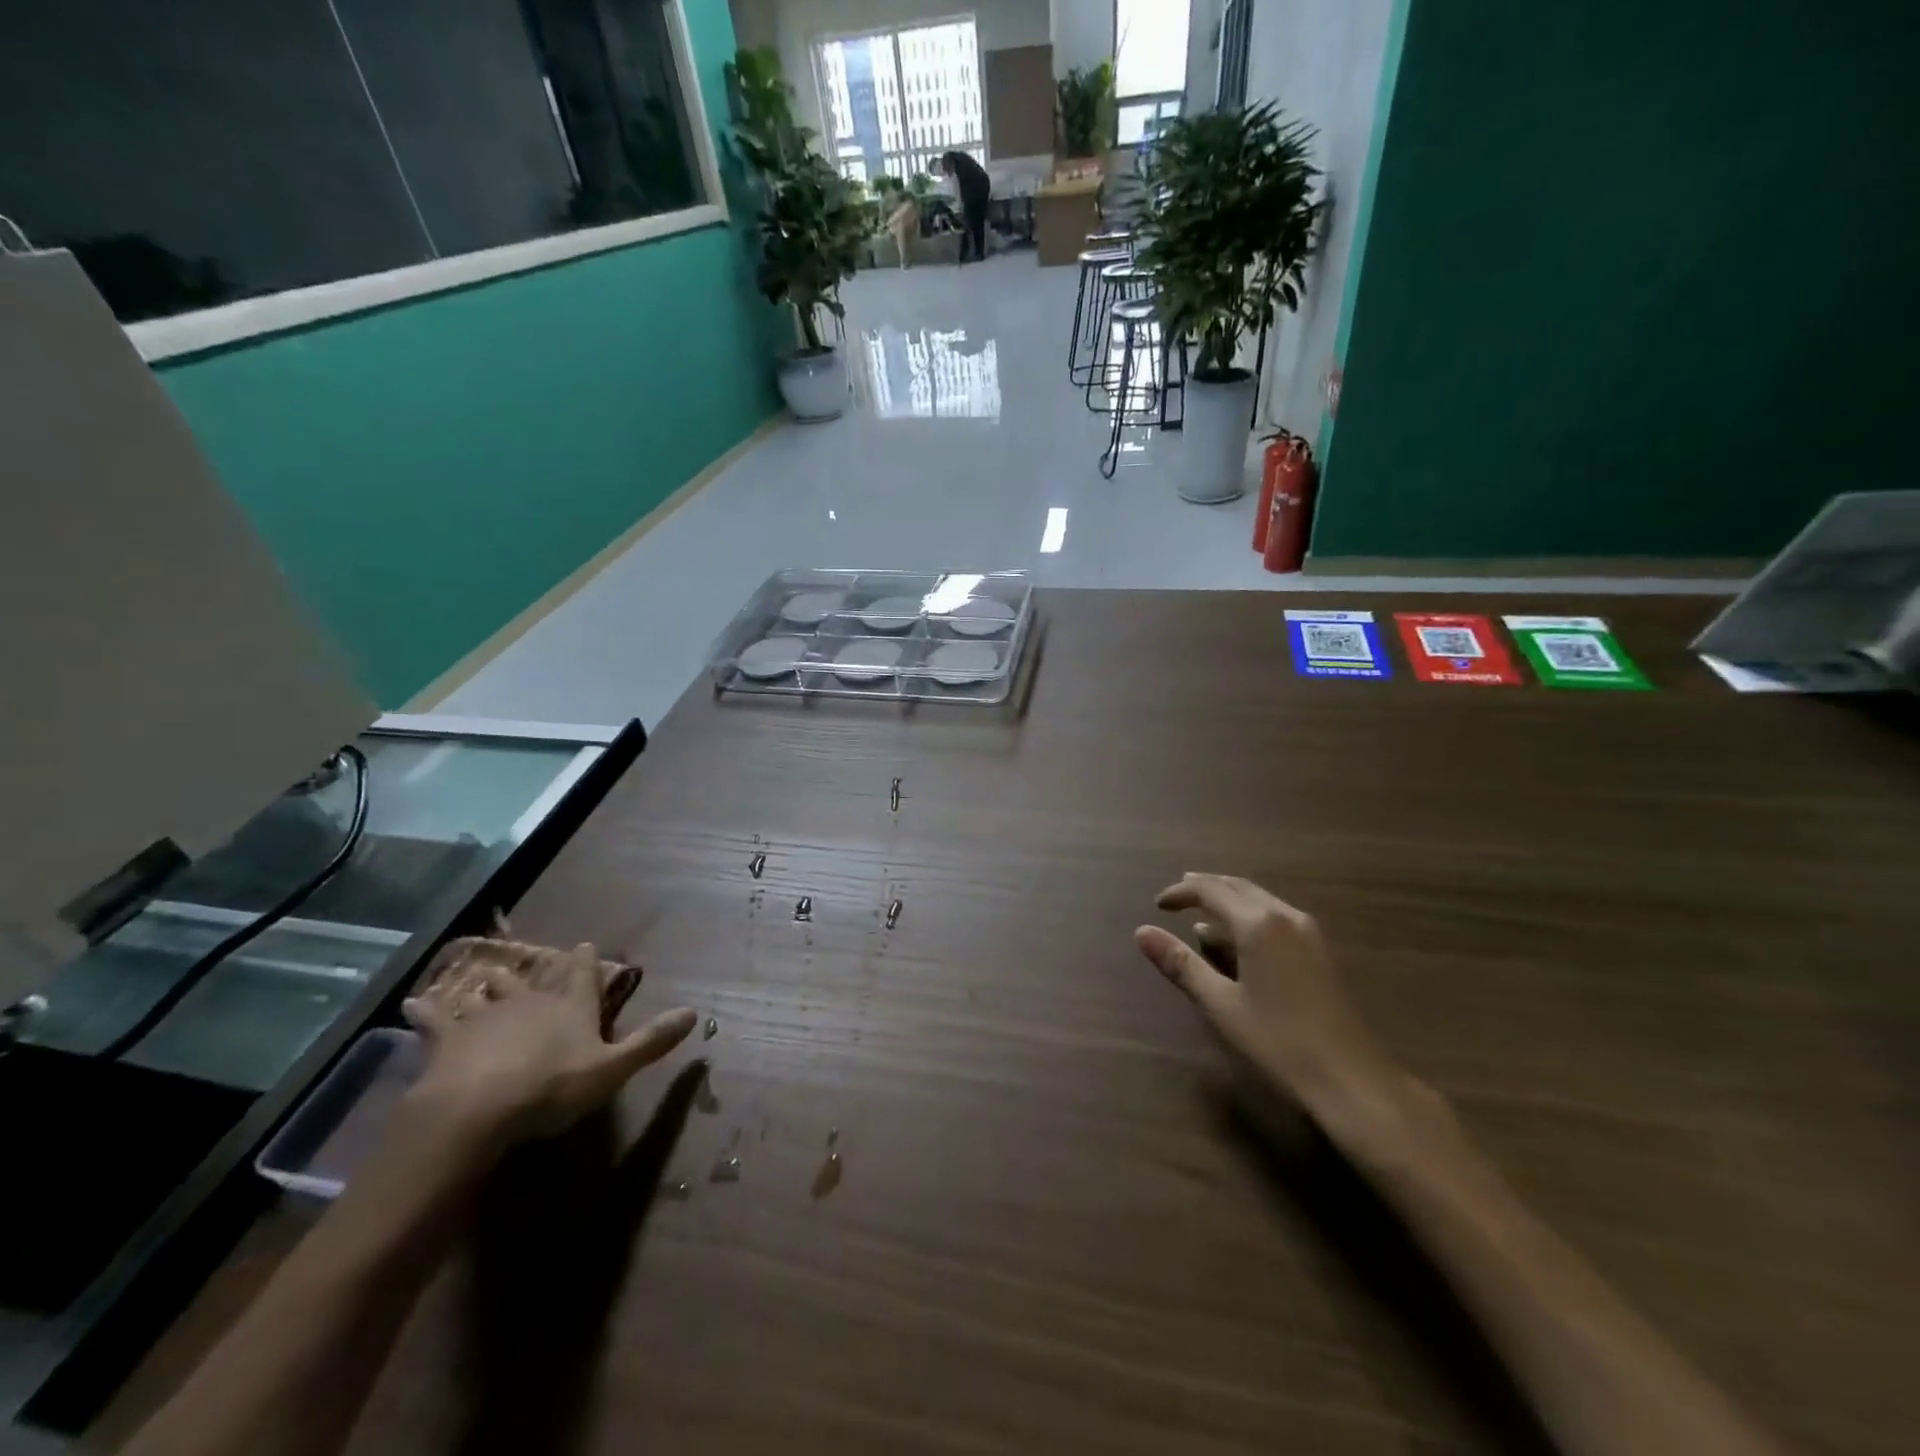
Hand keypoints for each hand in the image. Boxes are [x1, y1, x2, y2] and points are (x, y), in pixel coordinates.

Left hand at [401, 942, 695, 1145]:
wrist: (476, 1108)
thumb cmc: (552, 1087)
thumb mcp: (612, 1068)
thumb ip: (652, 1040)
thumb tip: (695, 1012)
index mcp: (571, 1007)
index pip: (582, 974)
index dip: (585, 960)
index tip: (584, 943)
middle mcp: (531, 1001)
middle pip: (534, 980)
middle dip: (535, 971)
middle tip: (533, 961)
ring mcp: (487, 1017)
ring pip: (490, 993)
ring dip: (489, 987)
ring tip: (483, 978)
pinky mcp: (449, 1039)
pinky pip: (436, 1020)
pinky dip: (425, 1011)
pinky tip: (410, 1004)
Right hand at [1136, 874, 1417, 1151]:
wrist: (1353, 1078)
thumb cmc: (1279, 1041)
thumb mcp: (1221, 1004)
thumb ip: (1181, 964)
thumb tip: (1142, 932)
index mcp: (1258, 923)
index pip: (1211, 890)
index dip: (1181, 892)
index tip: (1158, 905)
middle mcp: (1285, 915)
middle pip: (1238, 886)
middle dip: (1205, 887)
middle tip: (1177, 897)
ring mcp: (1309, 931)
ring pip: (1260, 899)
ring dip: (1229, 899)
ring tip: (1202, 912)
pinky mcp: (1322, 949)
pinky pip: (1277, 915)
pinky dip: (1250, 914)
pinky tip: (1240, 939)